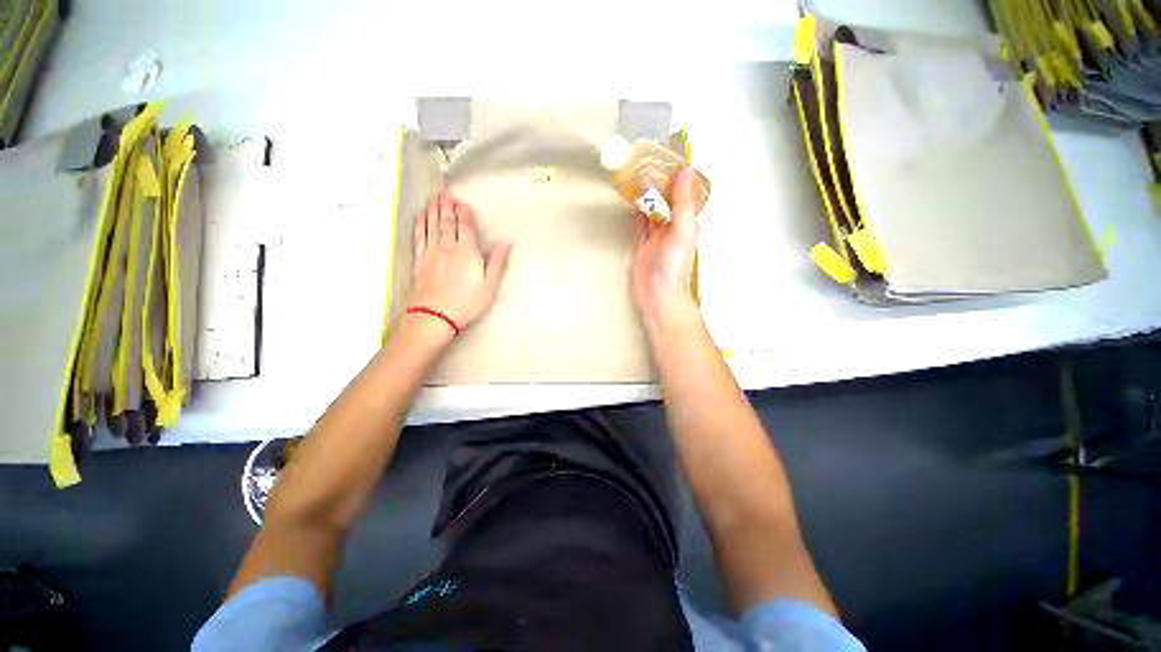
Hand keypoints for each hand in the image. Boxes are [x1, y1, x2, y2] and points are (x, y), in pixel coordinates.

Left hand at [408, 189, 512, 333]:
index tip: (462, 202)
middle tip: (445, 192)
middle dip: (447, 205)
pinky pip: (419, 236)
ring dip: (433, 209)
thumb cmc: (467, 302)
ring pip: (432, 225)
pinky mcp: (420, 260)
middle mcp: (448, 247)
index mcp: (467, 252)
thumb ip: (497, 261)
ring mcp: (431, 252)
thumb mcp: (489, 284)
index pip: (465, 226)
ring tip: (434, 197)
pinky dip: (420, 224)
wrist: (435, 315)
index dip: (464, 213)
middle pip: (447, 221)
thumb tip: (506, 242)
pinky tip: (421, 216)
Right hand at [631, 167, 701, 318]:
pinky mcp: (642, 245)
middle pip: (666, 200)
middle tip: (646, 162)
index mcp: (686, 221)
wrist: (658, 294)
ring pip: (652, 210)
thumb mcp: (681, 229)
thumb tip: (686, 170)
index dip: (677, 176)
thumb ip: (683, 201)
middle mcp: (672, 227)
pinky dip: (636, 212)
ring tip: (637, 176)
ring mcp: (656, 236)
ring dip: (647, 196)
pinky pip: (640, 224)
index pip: (683, 193)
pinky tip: (632, 201)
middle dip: (659, 183)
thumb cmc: (673, 265)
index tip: (667, 156)